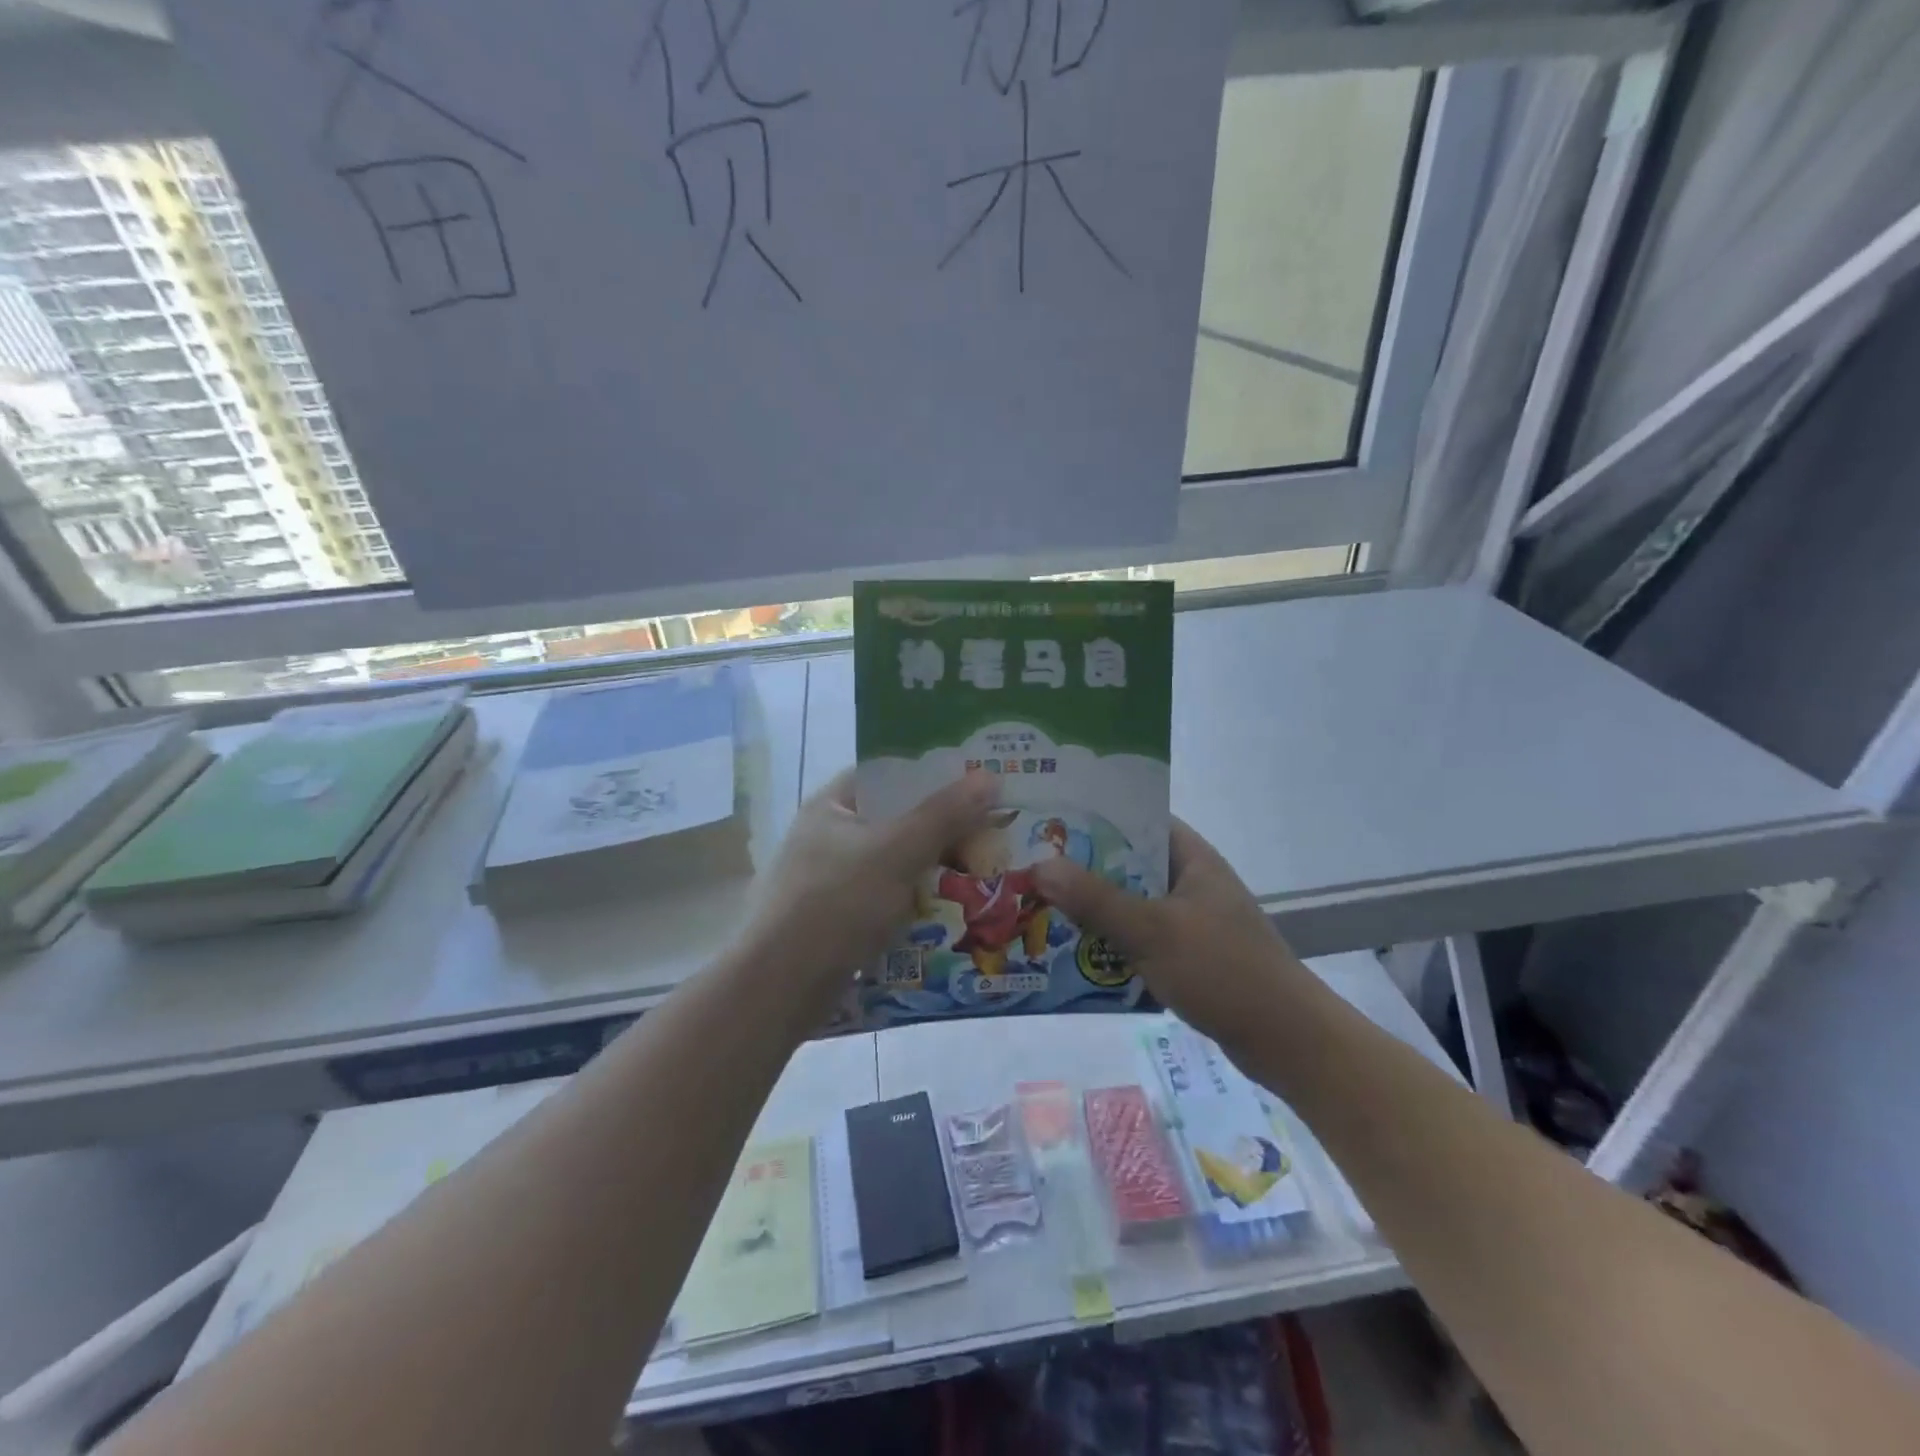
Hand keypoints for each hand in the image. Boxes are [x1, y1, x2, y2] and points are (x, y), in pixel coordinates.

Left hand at [738, 768, 1000, 1020]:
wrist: (778, 988)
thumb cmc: (835, 904)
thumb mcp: (896, 852)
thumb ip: (943, 815)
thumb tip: (989, 777)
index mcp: (832, 806)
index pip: (888, 775)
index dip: (932, 775)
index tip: (977, 784)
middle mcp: (829, 837)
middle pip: (896, 821)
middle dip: (943, 831)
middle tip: (993, 835)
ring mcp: (831, 881)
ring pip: (895, 865)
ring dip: (934, 871)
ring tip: (983, 875)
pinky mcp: (837, 920)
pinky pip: (887, 901)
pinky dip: (916, 905)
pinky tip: (951, 914)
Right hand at [1031, 820, 1307, 1053]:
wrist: (1287, 1041)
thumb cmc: (1222, 970)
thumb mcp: (1153, 931)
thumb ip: (1096, 899)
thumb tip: (1039, 866)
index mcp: (1192, 858)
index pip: (1138, 819)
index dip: (1094, 816)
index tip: (1047, 821)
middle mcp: (1192, 881)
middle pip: (1128, 864)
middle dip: (1083, 868)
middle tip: (1031, 869)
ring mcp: (1192, 919)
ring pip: (1132, 903)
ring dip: (1094, 908)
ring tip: (1042, 907)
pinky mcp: (1190, 954)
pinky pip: (1141, 936)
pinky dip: (1113, 940)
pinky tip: (1076, 952)